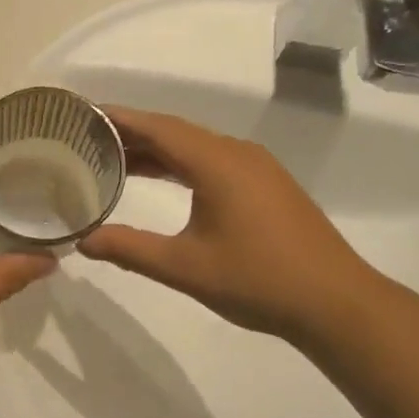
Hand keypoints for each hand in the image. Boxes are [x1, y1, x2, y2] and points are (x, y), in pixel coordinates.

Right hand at [80, 107, 377, 341]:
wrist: (336, 303)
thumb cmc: (258, 280)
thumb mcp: (185, 267)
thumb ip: (130, 249)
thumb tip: (82, 241)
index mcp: (217, 162)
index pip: (158, 127)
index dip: (119, 119)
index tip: (83, 115)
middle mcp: (237, 154)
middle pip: (175, 132)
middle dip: (132, 133)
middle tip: (87, 140)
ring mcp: (257, 168)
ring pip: (196, 147)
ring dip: (157, 150)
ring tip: (114, 160)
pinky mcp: (268, 185)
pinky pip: (214, 161)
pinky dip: (181, 164)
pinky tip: (163, 181)